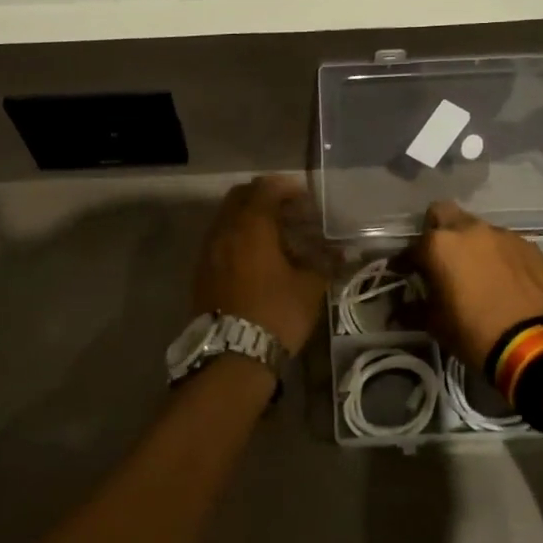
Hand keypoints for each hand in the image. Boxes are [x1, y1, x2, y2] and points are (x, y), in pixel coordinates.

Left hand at [192, 176, 329, 355]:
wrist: (232, 355)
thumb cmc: (276, 313)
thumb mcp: (309, 287)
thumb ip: (324, 262)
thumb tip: (341, 252)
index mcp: (251, 225)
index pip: (266, 188)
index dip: (286, 188)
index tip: (305, 198)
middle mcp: (225, 230)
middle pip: (240, 196)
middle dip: (263, 197)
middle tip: (288, 211)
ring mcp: (208, 250)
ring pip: (226, 218)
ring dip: (248, 218)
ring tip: (273, 235)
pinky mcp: (201, 271)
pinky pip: (219, 240)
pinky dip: (236, 238)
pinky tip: (255, 257)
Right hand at [410, 201, 542, 370]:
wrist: (533, 345)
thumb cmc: (473, 332)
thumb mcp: (434, 324)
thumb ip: (413, 308)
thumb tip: (400, 307)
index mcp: (439, 245)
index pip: (412, 247)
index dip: (406, 262)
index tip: (406, 275)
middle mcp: (469, 229)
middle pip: (444, 214)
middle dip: (437, 231)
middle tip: (440, 259)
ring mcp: (502, 234)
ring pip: (477, 228)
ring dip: (471, 244)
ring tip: (476, 271)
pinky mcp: (529, 246)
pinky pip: (504, 243)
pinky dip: (497, 255)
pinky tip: (503, 278)